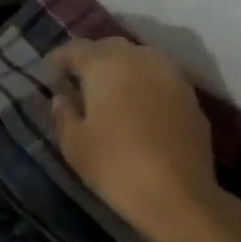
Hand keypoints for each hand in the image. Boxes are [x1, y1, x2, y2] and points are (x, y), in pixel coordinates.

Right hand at [48, 37, 240, 241]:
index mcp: (105, 66)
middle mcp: (140, 60)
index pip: (77, 49)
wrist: (178, 195)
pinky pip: (160, 78)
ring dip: (121, 67)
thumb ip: (64, 114)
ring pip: (140, 58)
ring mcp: (170, 76)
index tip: (50, 69)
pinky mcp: (190, 97)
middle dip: (92, 57)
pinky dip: (144, 83)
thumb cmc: (116, 167)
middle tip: (78, 76)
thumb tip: (63, 97)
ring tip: (108, 88)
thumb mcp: (75, 145)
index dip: (61, 57)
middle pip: (111, 47)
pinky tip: (137, 104)